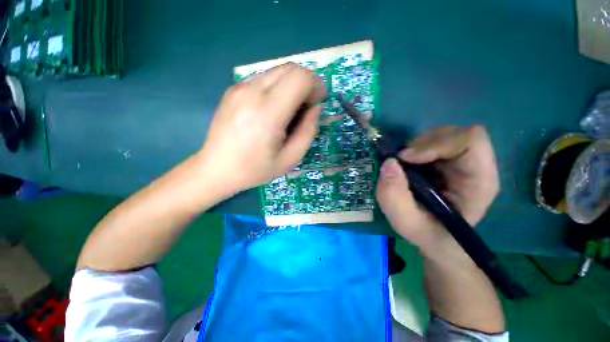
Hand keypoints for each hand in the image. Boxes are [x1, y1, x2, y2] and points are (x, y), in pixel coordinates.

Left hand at [198, 63, 326, 193]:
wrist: (216, 168)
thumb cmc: (255, 169)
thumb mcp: (290, 158)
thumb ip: (308, 131)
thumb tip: (316, 108)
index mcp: (268, 113)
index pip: (300, 78)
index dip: (316, 86)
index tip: (318, 102)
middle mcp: (251, 92)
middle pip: (290, 69)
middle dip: (306, 83)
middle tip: (307, 106)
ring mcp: (239, 88)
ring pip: (277, 72)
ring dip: (292, 85)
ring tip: (291, 109)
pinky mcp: (233, 89)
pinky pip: (264, 79)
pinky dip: (277, 88)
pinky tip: (274, 109)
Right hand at [376, 126, 498, 257]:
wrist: (437, 238)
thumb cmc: (427, 233)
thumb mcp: (405, 221)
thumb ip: (393, 196)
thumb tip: (389, 162)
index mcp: (479, 181)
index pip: (471, 141)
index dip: (436, 144)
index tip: (407, 158)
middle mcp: (475, 166)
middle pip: (454, 133)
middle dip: (422, 144)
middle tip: (402, 161)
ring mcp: (462, 161)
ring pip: (441, 135)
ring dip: (417, 146)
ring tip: (405, 165)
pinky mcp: (447, 160)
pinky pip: (432, 142)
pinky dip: (415, 149)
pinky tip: (409, 165)